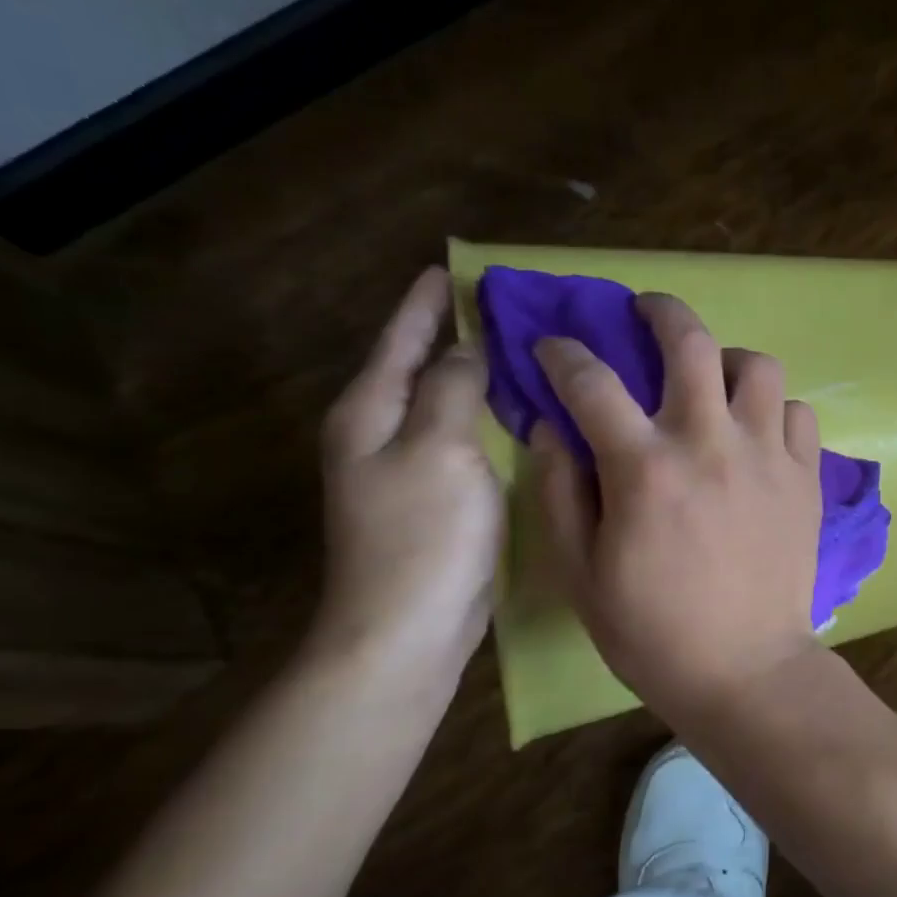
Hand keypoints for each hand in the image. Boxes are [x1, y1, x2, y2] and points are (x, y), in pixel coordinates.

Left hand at [312, 267, 501, 681]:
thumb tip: (468, 349)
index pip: (402, 339)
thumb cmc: (422, 535)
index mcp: (371, 412)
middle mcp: (384, 432)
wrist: (406, 629)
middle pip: (422, 365)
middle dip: (457, 332)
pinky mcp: (440, 494)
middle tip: (509, 305)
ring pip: (448, 402)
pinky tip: (524, 408)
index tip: (454, 267)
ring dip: (480, 373)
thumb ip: (453, 389)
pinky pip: (467, 435)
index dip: (426, 302)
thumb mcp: (439, 448)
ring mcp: (411, 466)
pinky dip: (491, 413)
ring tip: (523, 346)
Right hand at [532, 292, 824, 717]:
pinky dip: (774, 409)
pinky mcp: (805, 476)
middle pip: (690, 341)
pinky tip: (757, 431)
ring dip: (728, 359)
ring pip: (758, 366)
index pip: (592, 380)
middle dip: (661, 310)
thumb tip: (551, 427)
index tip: (554, 348)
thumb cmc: (652, 630)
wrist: (745, 668)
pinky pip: (798, 412)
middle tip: (646, 311)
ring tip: (713, 379)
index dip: (564, 353)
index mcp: (644, 467)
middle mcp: (709, 442)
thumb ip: (558, 491)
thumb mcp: (580, 572)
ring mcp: (767, 454)